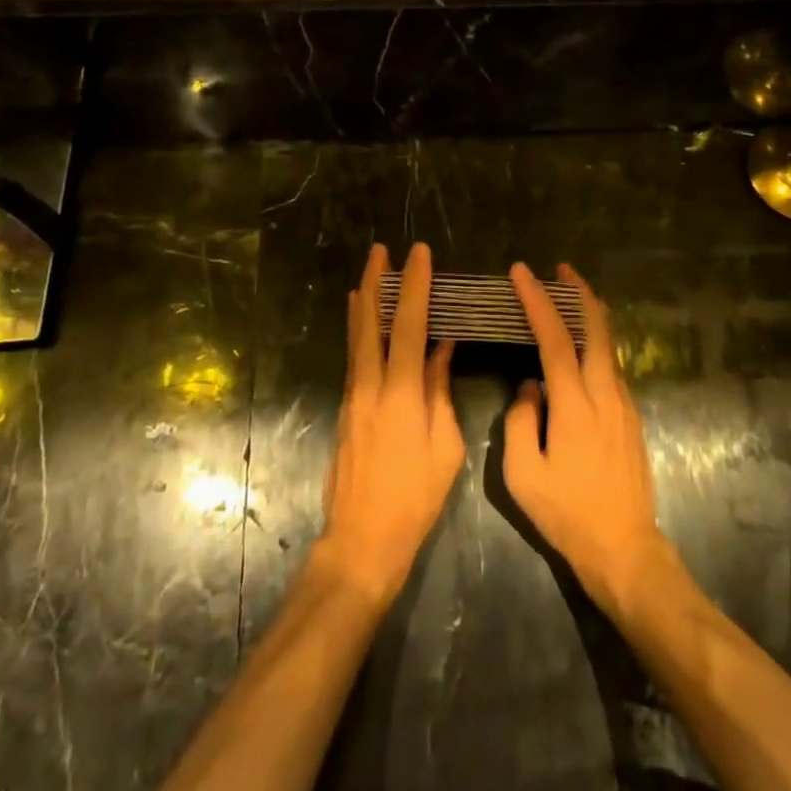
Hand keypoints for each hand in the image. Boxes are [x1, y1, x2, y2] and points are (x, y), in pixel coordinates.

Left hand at [320, 243, 462, 610]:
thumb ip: (440, 391)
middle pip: (370, 322)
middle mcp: (370, 385)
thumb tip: (442, 348)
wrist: (362, 539)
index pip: (408, 325)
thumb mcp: (445, 446)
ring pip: (356, 337)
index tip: (419, 254)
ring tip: (369, 274)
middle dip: (376, 282)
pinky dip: (359, 330)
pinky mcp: (345, 409)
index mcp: (401, 393)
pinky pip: (354, 357)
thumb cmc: (415, 498)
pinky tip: (363, 322)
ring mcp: (352, 397)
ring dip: (364, 302)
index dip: (414, 285)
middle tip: (380, 250)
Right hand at [502, 264, 670, 620]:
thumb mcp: (522, 473)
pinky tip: (583, 346)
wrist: (624, 548)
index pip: (555, 338)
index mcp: (575, 405)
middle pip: (597, 328)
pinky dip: (596, 342)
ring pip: (608, 345)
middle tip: (560, 269)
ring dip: (589, 315)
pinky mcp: (632, 417)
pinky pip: (612, 366)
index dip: (537, 301)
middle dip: (579, 292)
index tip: (521, 272)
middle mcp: (606, 394)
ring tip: (567, 297)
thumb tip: (530, 387)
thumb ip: (519, 419)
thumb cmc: (567, 513)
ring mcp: (624, 404)